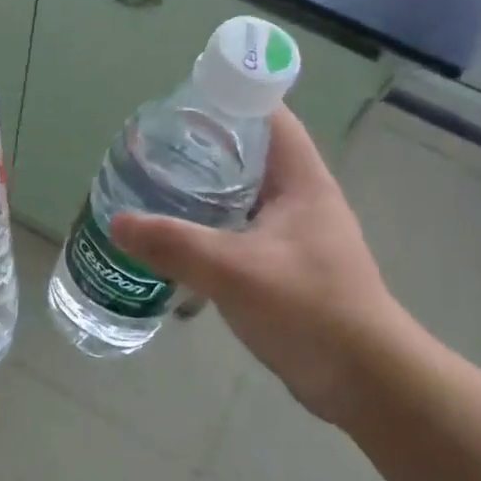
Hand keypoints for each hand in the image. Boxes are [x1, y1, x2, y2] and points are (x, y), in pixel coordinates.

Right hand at [110, 108, 414, 427]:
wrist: (363, 380)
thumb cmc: (309, 309)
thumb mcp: (234, 271)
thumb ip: (173, 244)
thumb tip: (117, 222)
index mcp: (301, 181)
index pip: (268, 117)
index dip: (228, 100)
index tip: (179, 104)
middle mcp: (301, 199)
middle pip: (250, 154)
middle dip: (203, 148)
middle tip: (153, 150)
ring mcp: (295, 236)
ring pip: (242, 197)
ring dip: (204, 191)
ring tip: (155, 189)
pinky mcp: (285, 268)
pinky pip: (240, 233)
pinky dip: (210, 229)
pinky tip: (176, 242)